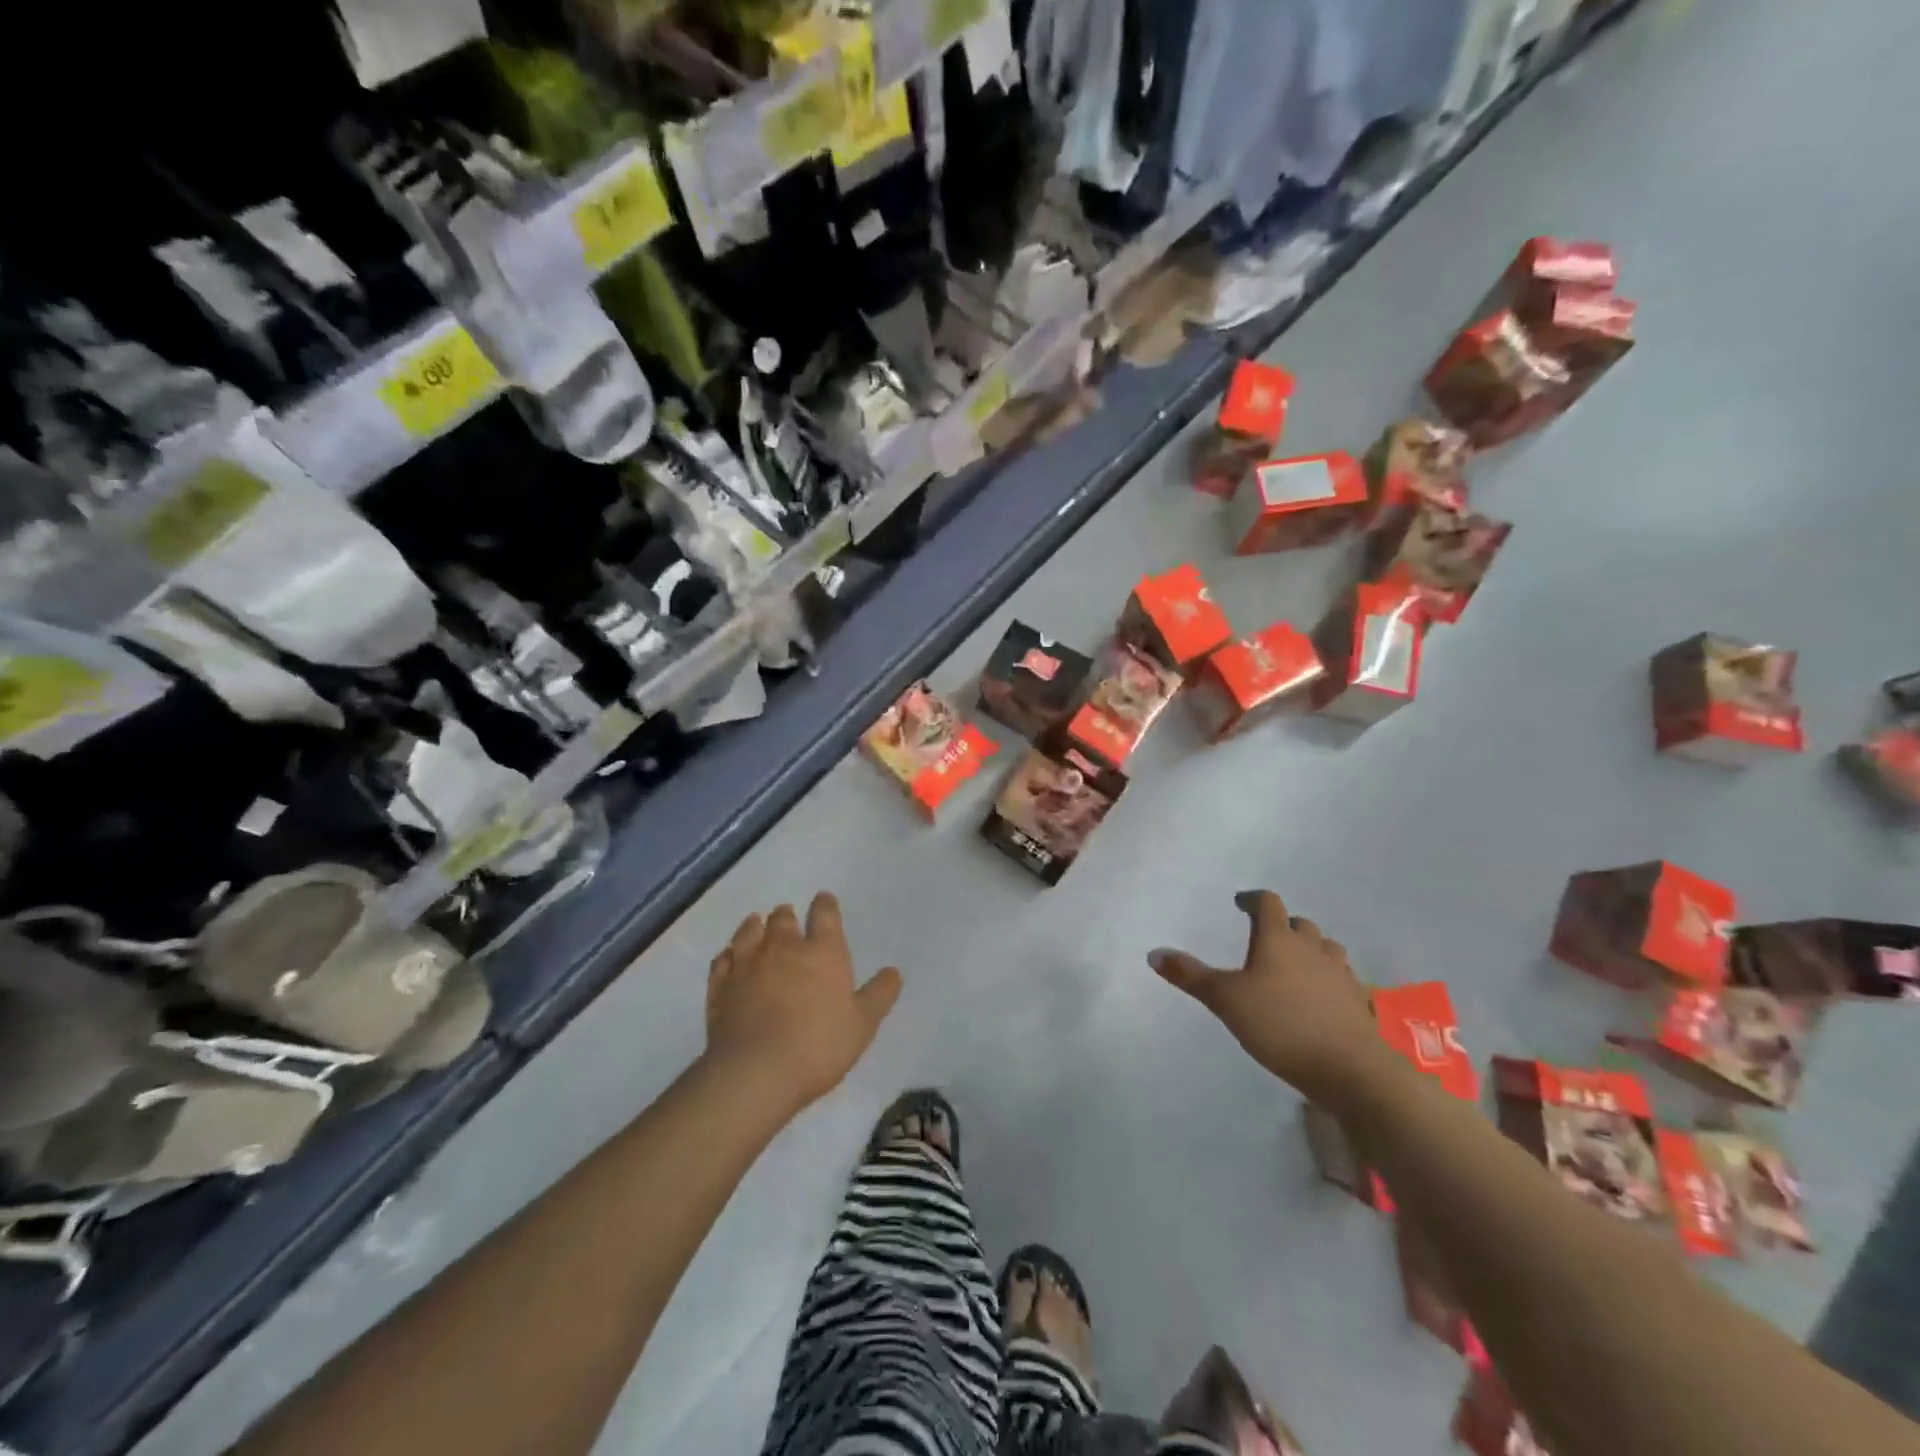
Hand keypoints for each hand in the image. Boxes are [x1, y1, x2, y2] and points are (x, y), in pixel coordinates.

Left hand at [704, 893, 902, 1115]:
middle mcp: (783, 948)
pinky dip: (727, 955)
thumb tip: (893, 971)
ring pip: (749, 932)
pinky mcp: (720, 987)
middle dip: (787, 915)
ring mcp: (747, 965)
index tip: (824, 900)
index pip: (825, 914)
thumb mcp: (863, 1024)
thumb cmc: (819, 1045)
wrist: (756, 1073)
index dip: (825, 904)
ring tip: (757, 923)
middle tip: (788, 916)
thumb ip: (879, 995)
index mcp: (823, 952)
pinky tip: (729, 957)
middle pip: (783, 919)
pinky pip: (722, 960)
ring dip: (755, 926)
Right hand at [1149, 890, 1385, 1104]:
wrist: (1350, 1069)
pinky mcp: (1358, 1003)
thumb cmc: (1280, 1025)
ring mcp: (1340, 975)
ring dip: (1311, 949)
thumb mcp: (1225, 1000)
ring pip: (1327, 948)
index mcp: (1279, 940)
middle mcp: (1312, 949)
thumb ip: (1190, 976)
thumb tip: (1153, 953)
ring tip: (1296, 963)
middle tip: (1266, 937)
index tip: (1240, 903)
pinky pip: (1342, 979)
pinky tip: (1321, 997)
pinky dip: (1329, 979)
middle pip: (1300, 924)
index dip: (1253, 899)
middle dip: (1283, 925)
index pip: (1268, 904)